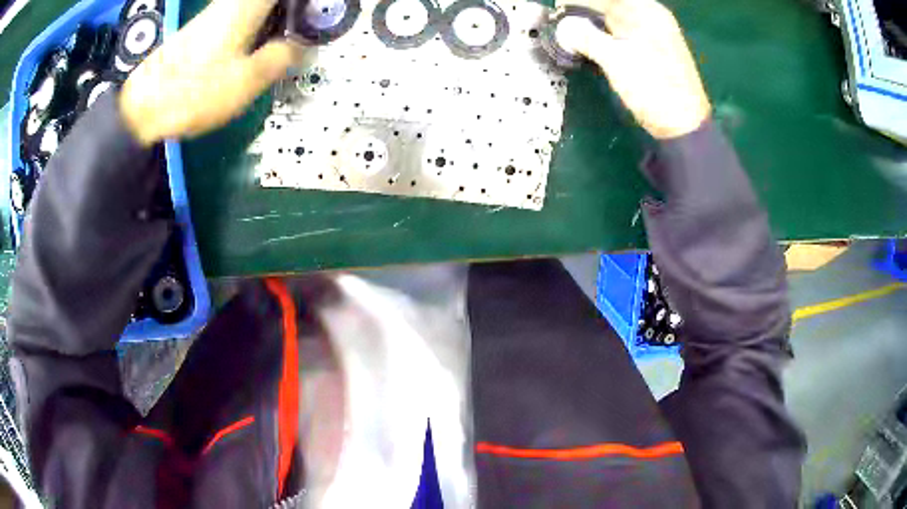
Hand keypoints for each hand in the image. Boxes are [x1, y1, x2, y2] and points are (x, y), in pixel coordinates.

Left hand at [120, 0, 301, 145]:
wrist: (143, 109)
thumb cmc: (193, 92)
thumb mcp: (247, 79)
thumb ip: (282, 57)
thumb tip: (302, 47)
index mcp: (247, 6)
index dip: (304, 8)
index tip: (315, 20)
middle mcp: (231, 4)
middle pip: (272, 4)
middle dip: (291, 16)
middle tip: (303, 39)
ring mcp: (215, 16)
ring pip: (257, 11)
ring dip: (276, 24)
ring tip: (285, 48)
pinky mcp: (203, 32)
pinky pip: (242, 21)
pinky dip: (257, 32)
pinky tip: (256, 55)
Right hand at [555, 0, 710, 138]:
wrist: (683, 126)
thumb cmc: (653, 89)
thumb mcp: (615, 60)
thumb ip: (585, 37)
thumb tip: (563, 27)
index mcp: (646, 12)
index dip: (578, 2)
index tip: (558, 9)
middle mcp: (652, 18)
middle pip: (611, 5)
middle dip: (585, 12)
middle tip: (563, 24)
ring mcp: (655, 35)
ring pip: (617, 20)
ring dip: (594, 25)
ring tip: (573, 35)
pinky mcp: (654, 51)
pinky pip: (625, 34)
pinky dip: (607, 36)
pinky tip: (594, 45)